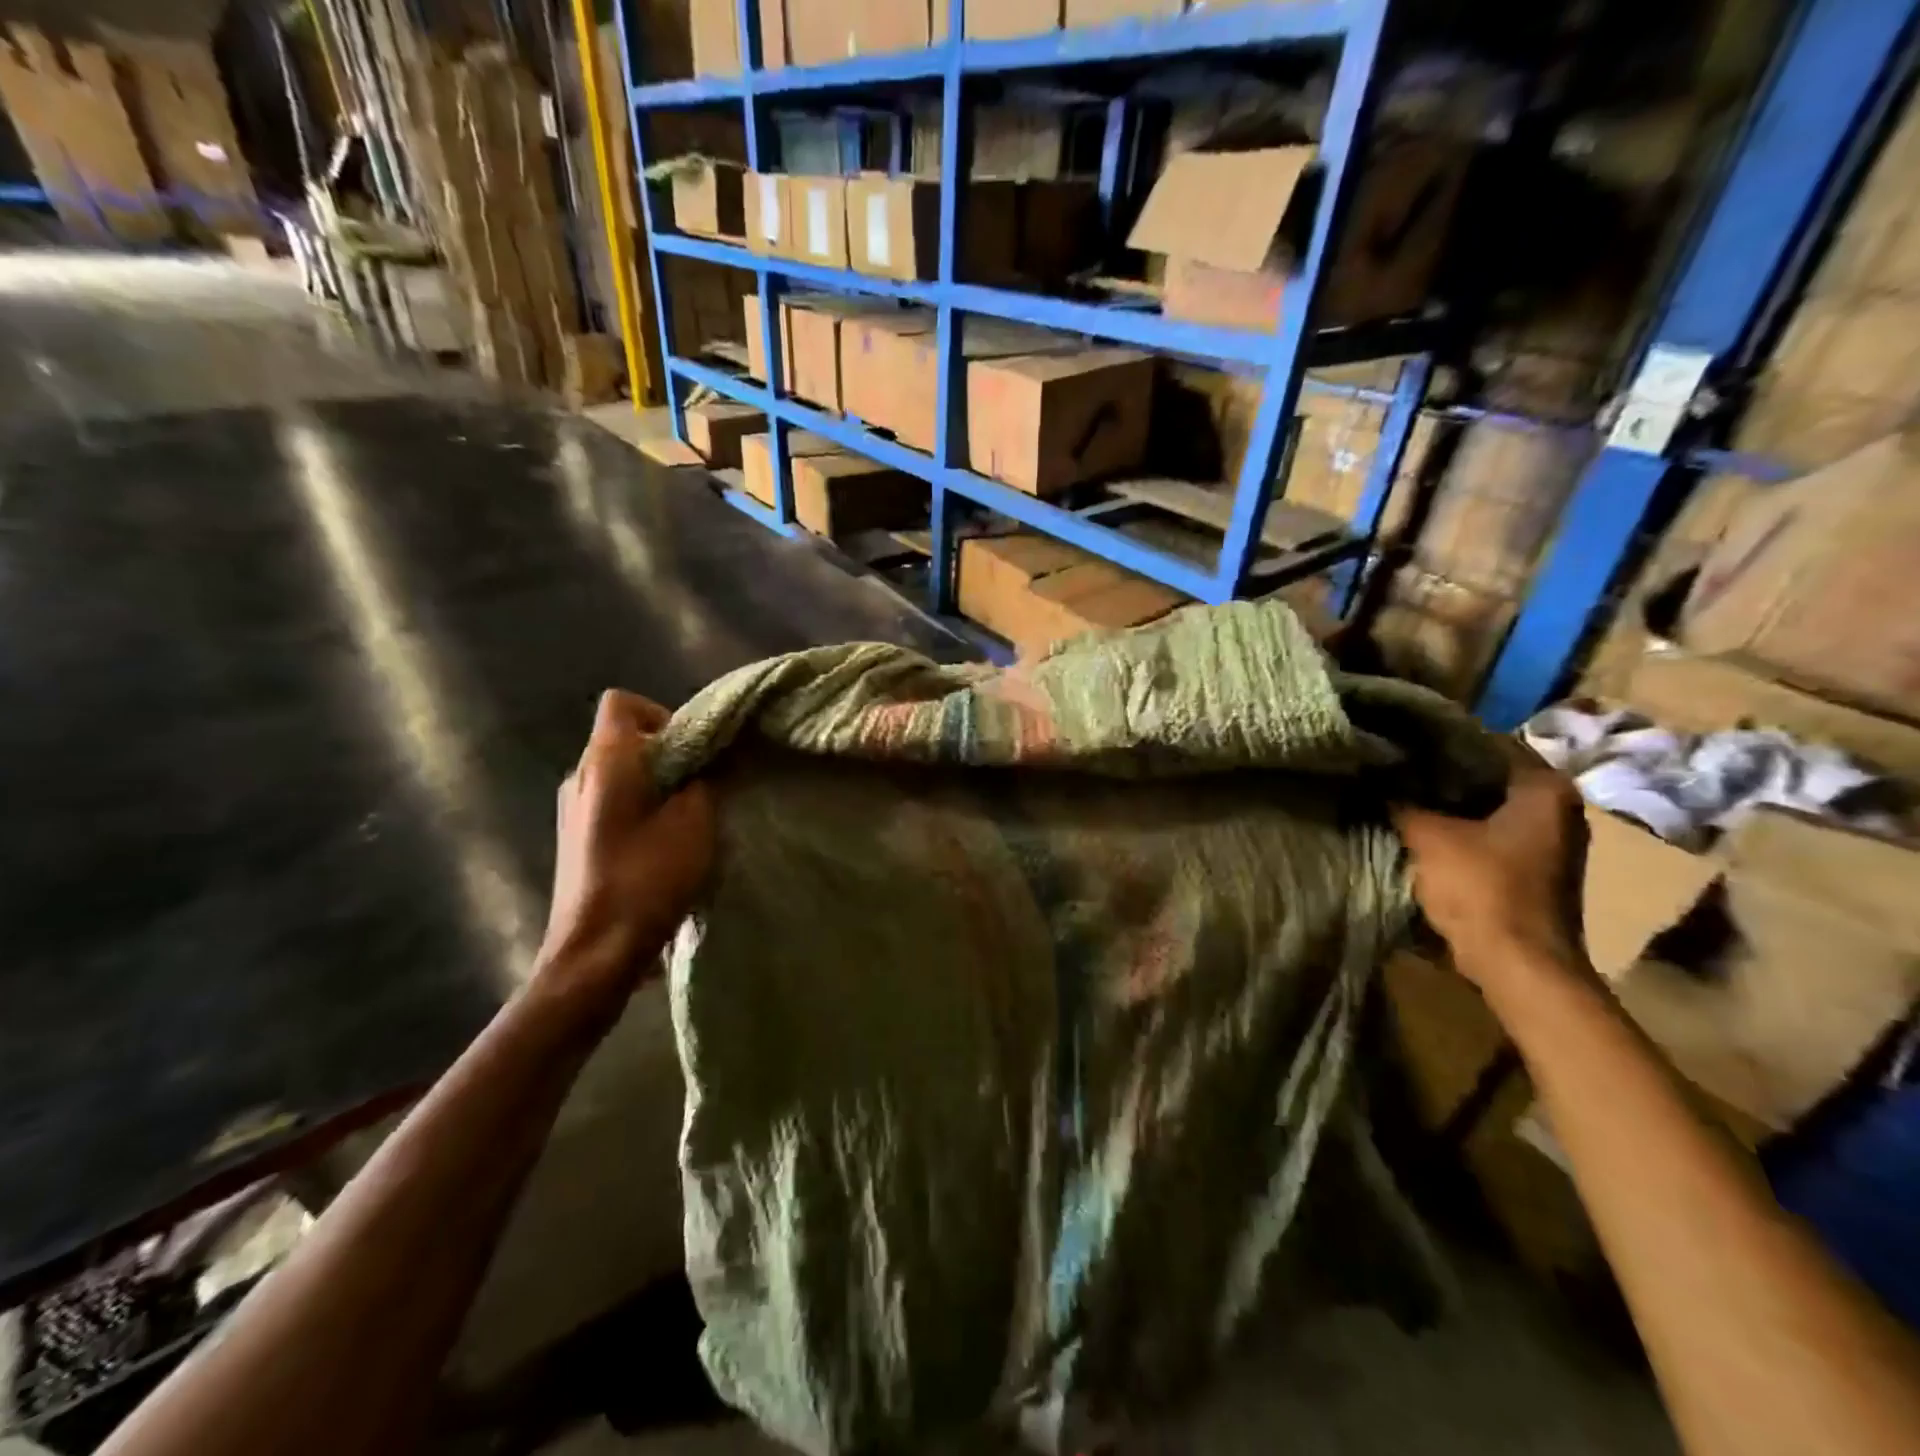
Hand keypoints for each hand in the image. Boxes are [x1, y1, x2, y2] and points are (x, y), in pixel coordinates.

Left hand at [533, 690, 714, 1018]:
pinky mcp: (574, 839)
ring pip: (620, 773)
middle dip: (667, 753)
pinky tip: (663, 846)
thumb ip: (706, 780)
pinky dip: (640, 810)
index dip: (661, 713)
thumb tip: (712, 760)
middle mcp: (579, 775)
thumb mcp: (696, 822)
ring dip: (656, 784)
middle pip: (624, 738)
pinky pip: (611, 803)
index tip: (692, 748)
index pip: (621, 702)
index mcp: (606, 761)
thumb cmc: (648, 877)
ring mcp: (571, 810)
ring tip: (687, 819)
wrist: (594, 952)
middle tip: (702, 785)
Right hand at [1391, 741, 1590, 988]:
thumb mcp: (1427, 837)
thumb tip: (1371, 778)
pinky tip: (1416, 824)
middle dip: (1438, 772)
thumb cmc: (1482, 889)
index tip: (1396, 740)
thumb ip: (1398, 802)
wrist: (1518, 966)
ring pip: (1484, 805)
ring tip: (1395, 790)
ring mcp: (1548, 841)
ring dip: (1444, 802)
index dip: (1436, 741)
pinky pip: (1486, 832)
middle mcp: (1558, 808)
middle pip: (1485, 775)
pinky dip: (1456, 827)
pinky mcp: (1530, 868)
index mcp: (1545, 788)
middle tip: (1390, 764)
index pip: (1484, 742)